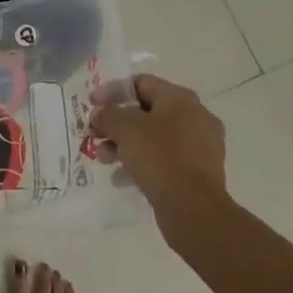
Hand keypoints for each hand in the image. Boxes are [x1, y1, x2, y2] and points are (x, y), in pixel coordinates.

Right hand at [89, 74, 227, 231]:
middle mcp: (195, 116)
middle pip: (147, 111)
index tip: (91, 104)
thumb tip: (100, 114)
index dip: (112, 91)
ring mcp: (200, 146)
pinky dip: (143, 162)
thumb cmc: (159, 157)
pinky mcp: (199, 172)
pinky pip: (165, 158)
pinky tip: (123, 177)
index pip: (140, 83)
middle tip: (96, 134)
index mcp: (180, 98)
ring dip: (126, 144)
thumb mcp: (125, 129)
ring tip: (105, 158)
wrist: (194, 209)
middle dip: (117, 122)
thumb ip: (108, 115)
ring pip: (155, 137)